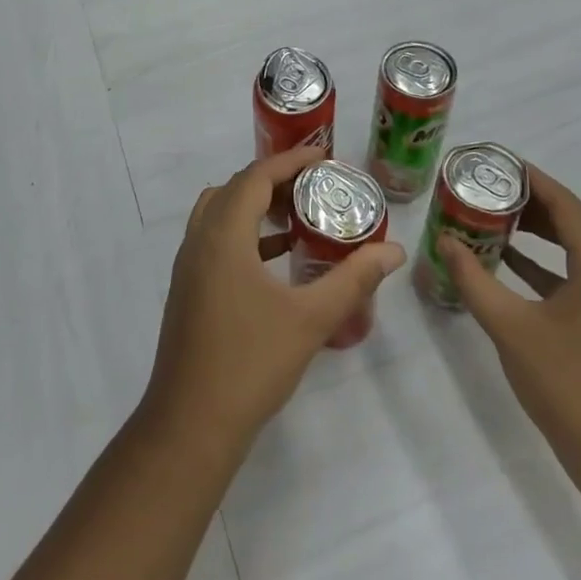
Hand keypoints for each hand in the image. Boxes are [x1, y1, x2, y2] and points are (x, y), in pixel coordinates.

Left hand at [143, 147, 405, 454]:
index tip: (324, 155)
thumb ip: (353, 279)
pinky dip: (243, 233)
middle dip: (273, 179)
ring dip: (254, 205)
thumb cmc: (251, 363)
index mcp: (223, 235)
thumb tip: (393, 251)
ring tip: (296, 216)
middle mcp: (199, 239)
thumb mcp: (311, 318)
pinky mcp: (187, 288)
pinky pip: (214, 239)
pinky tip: (275, 259)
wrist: (191, 423)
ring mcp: (188, 265)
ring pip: (220, 212)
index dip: (290, 160)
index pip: (256, 177)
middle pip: (235, 188)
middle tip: (314, 185)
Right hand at [439, 163, 580, 503]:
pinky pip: (576, 278)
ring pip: (576, 251)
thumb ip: (474, 280)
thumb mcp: (511, 327)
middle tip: (490, 188)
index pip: (568, 205)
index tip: (498, 162)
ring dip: (540, 232)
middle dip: (533, 202)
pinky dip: (545, 265)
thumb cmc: (569, 386)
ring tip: (496, 219)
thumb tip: (444, 240)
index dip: (534, 179)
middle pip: (574, 223)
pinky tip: (511, 267)